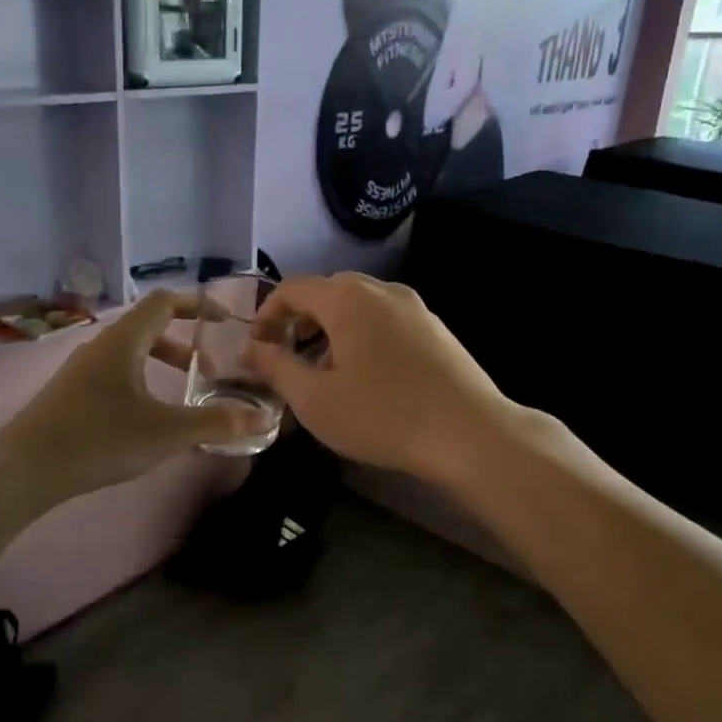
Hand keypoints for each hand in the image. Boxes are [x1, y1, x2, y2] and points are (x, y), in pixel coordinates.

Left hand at [0, 291, 264, 508]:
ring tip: (184, 397)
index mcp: (124, 341)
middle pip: (150, 327)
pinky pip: (116, 374)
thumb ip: (217, 423)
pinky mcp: (69, 394)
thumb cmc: (98, 440)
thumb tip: (264, 417)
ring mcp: (80, 370)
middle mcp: (100, 346)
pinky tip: (147, 420)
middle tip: (209, 372)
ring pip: (132, 353)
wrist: (22, 471)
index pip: (165, 301)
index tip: (226, 320)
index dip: (199, 305)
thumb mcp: (166, 433)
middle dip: (185, 344)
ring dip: (163, 365)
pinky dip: (142, 382)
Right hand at [243, 273, 509, 483]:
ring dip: (331, 328)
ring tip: (324, 369)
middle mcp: (382, 290)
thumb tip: (251, 348)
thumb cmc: (382, 415)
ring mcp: (414, 306)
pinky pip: (385, 318)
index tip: (258, 347)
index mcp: (347, 299)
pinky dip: (362, 334)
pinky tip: (366, 374)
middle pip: (327, 292)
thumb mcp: (315, 399)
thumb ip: (276, 367)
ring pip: (358, 305)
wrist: (469, 434)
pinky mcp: (435, 327)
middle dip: (299, 320)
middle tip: (287, 357)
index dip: (267, 314)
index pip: (293, 288)